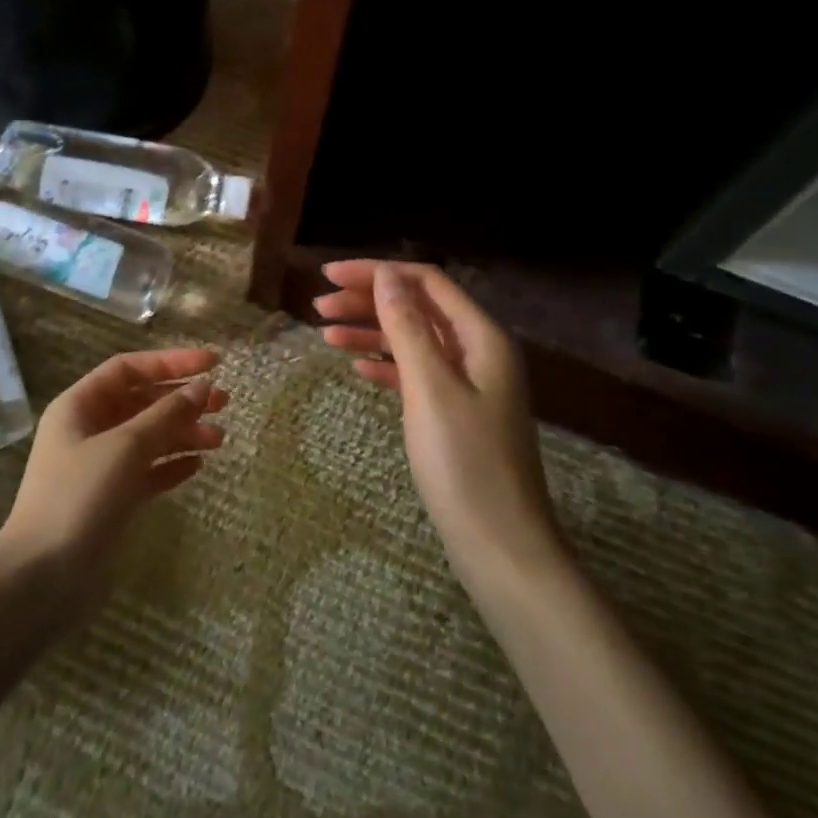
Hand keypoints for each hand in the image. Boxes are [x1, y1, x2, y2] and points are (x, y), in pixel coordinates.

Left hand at [0, 348, 227, 606]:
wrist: (42, 578)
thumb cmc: (79, 498)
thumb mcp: (126, 447)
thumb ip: (166, 414)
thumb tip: (202, 386)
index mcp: (80, 406)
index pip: (130, 368)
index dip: (171, 361)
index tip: (213, 363)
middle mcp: (88, 429)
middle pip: (142, 401)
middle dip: (182, 399)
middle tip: (224, 402)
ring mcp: (99, 466)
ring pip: (149, 437)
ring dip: (183, 433)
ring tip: (220, 440)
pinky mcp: (111, 499)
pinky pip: (147, 470)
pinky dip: (171, 465)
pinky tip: (197, 466)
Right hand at [316, 262, 561, 577]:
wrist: (500, 544)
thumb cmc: (465, 463)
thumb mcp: (431, 388)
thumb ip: (407, 327)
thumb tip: (386, 275)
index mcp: (482, 337)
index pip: (426, 282)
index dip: (377, 272)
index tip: (329, 274)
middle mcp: (478, 350)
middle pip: (418, 308)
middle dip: (369, 300)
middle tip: (318, 305)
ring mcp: (468, 383)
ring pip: (414, 340)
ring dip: (371, 331)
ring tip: (324, 333)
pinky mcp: (455, 412)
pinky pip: (416, 373)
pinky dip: (386, 365)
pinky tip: (356, 367)